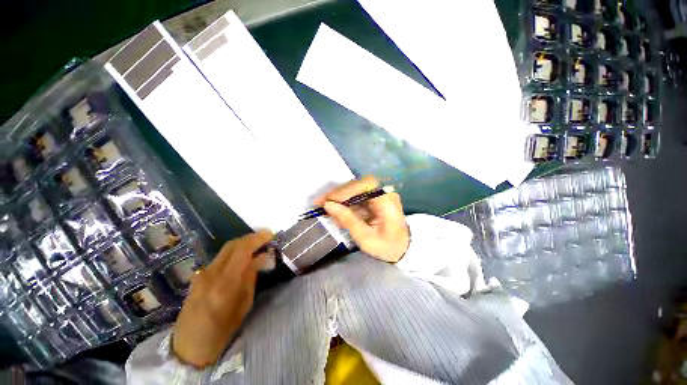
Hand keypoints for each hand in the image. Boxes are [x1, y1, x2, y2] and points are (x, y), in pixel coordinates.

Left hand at [172, 230, 273, 367]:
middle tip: (266, 238)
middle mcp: (211, 274)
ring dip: (243, 244)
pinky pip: (221, 258)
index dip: (257, 238)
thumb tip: (262, 257)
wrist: (189, 346)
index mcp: (225, 283)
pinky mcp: (199, 275)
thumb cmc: (222, 330)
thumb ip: (251, 277)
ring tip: (257, 246)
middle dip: (251, 237)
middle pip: (232, 244)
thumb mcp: (244, 305)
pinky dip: (235, 253)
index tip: (270, 234)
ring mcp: (202, 273)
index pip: (242, 250)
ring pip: (226, 249)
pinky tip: (243, 258)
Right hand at [315, 176, 408, 262]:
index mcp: (387, 201)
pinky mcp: (374, 199)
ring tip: (325, 210)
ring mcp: (379, 195)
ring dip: (339, 199)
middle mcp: (384, 192)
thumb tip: (328, 205)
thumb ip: (348, 220)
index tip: (329, 201)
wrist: (402, 249)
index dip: (346, 191)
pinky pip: (356, 197)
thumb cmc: (386, 246)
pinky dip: (344, 204)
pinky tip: (336, 213)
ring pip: (355, 190)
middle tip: (320, 203)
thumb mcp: (365, 238)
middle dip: (338, 194)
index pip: (366, 186)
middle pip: (358, 185)